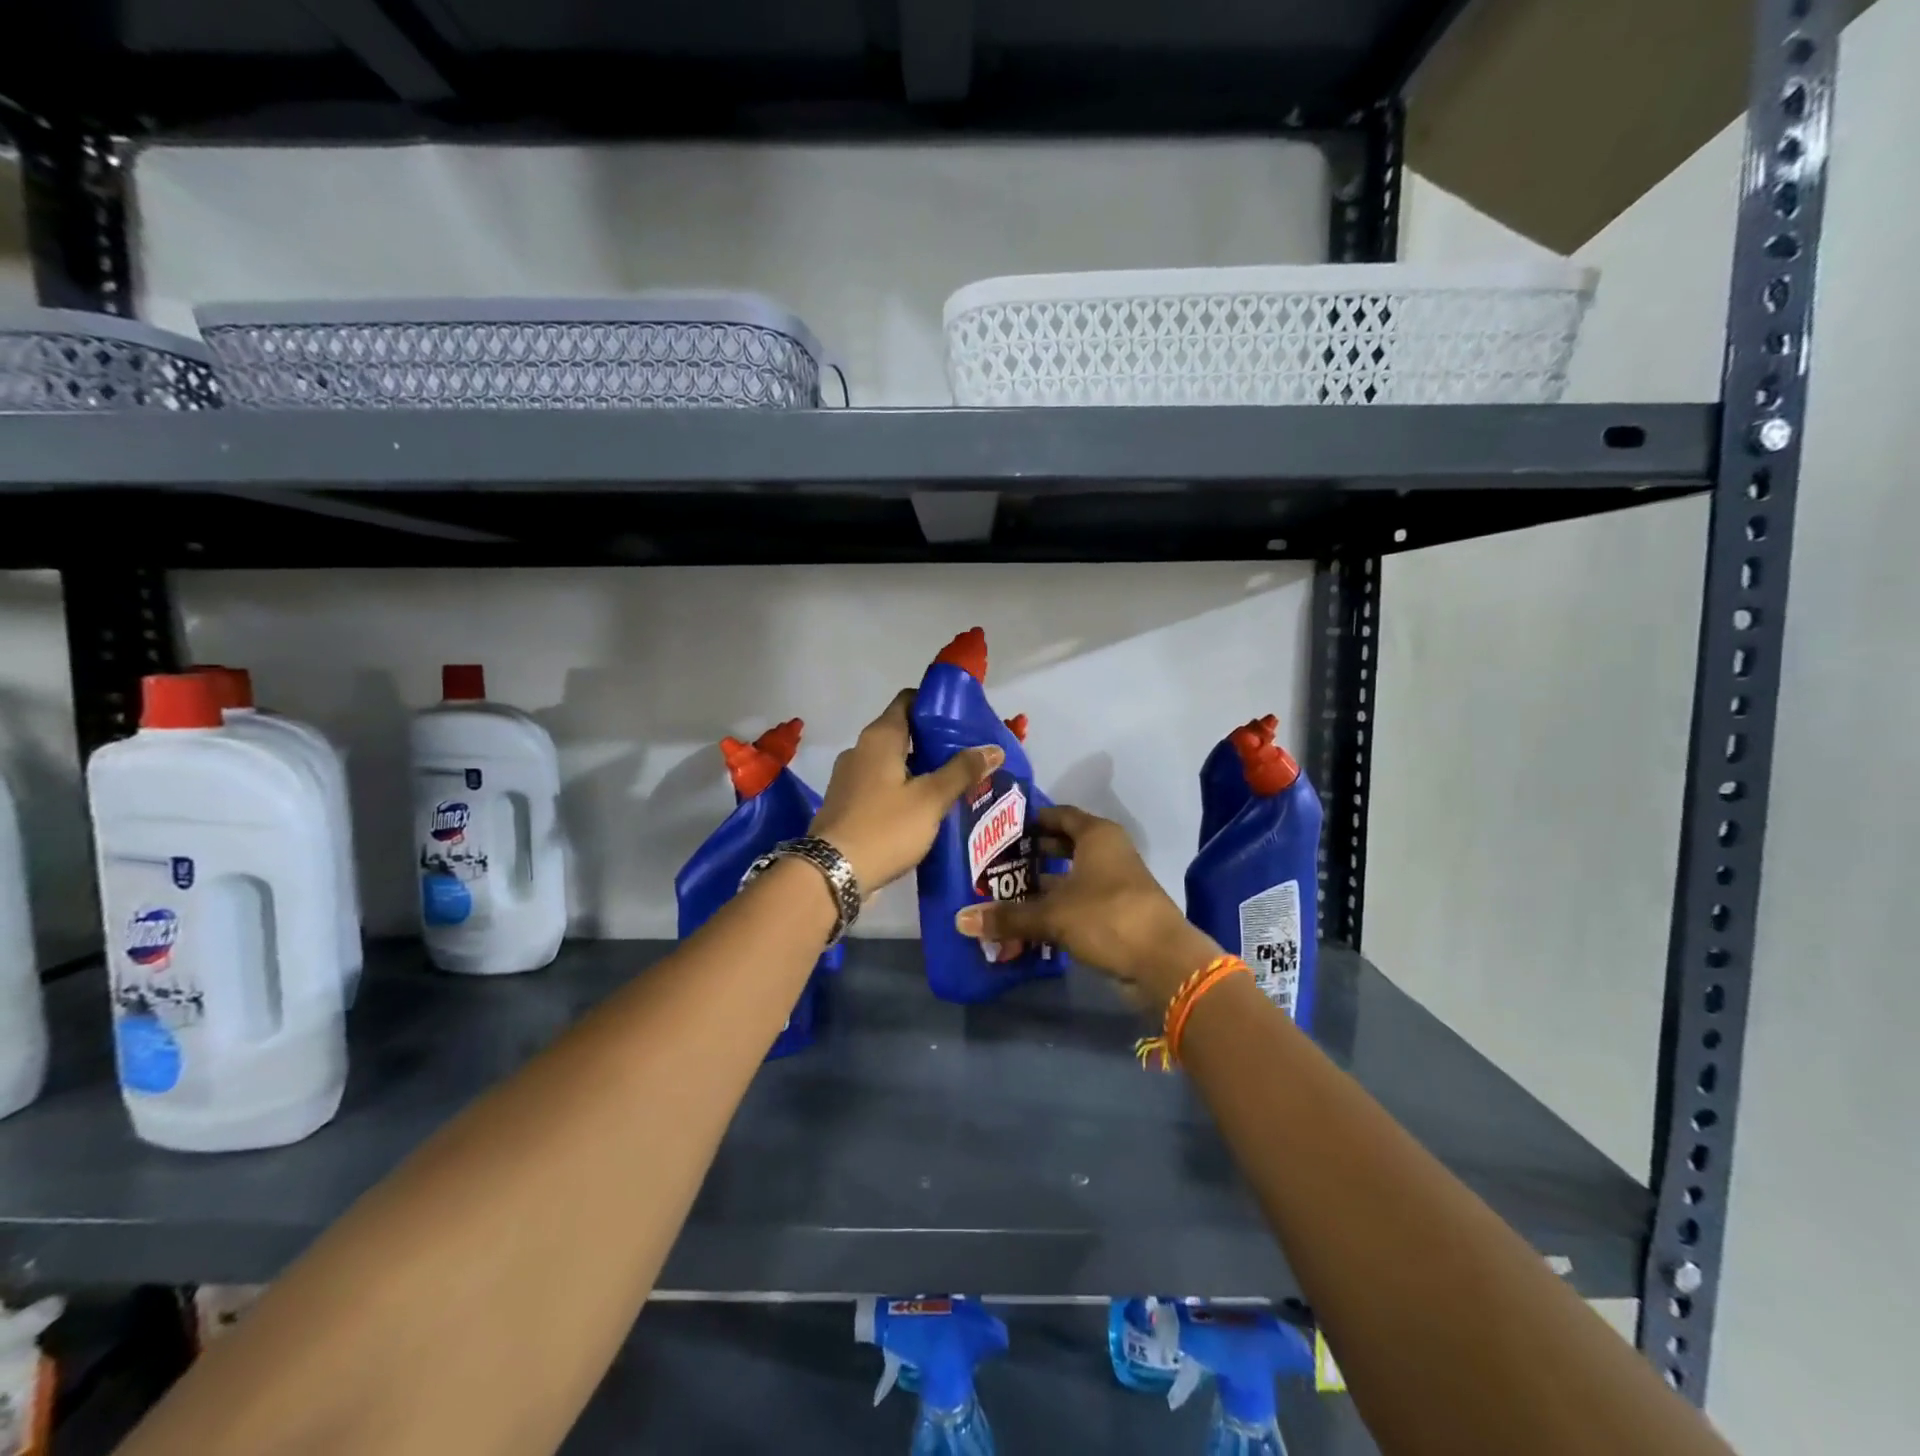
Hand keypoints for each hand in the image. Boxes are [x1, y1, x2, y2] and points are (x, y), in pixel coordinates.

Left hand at [810, 689, 1003, 894]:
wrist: (832, 874)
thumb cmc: (884, 828)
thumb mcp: (930, 799)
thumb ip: (962, 771)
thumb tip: (994, 748)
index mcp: (879, 738)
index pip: (908, 700)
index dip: (936, 705)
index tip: (964, 719)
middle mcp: (860, 750)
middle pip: (903, 733)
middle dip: (935, 743)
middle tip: (968, 757)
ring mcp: (850, 778)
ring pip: (893, 763)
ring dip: (921, 770)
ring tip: (954, 785)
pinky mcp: (847, 805)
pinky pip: (881, 787)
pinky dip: (904, 791)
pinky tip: (926, 811)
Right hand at [952, 805, 1220, 1013]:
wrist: (1162, 962)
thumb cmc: (1106, 917)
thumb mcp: (1052, 914)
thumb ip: (1008, 916)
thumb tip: (961, 921)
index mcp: (1096, 835)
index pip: (1058, 815)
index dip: (1030, 820)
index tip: (999, 829)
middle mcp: (1107, 852)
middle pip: (1063, 845)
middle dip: (1031, 854)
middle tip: (995, 863)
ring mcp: (1114, 883)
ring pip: (1070, 876)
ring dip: (1042, 885)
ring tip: (1004, 893)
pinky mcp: (1116, 912)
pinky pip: (1078, 902)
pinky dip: (1056, 908)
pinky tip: (1028, 921)